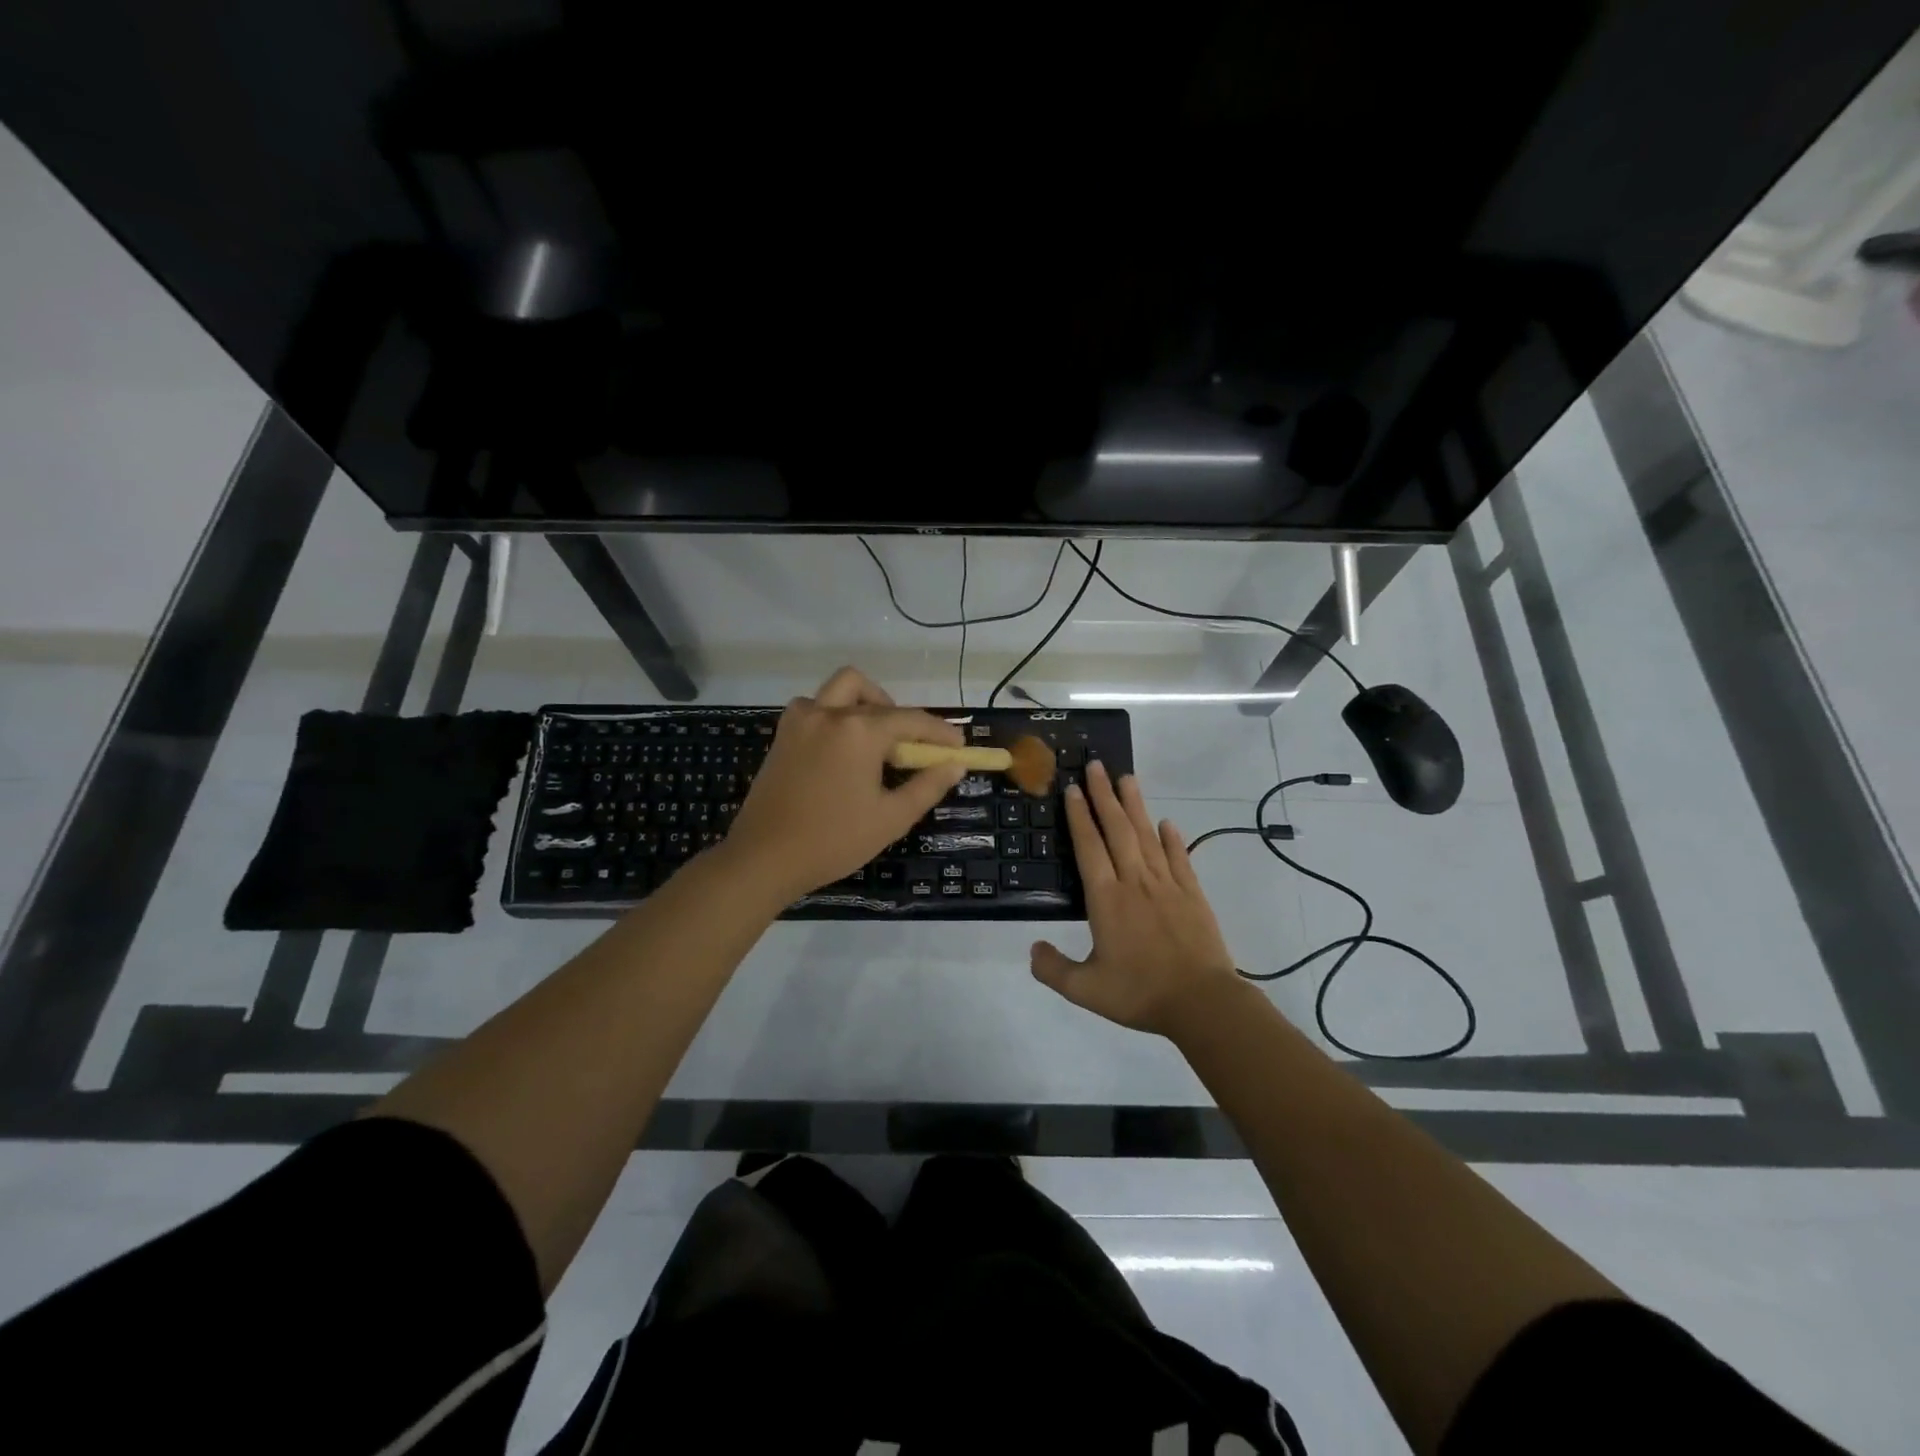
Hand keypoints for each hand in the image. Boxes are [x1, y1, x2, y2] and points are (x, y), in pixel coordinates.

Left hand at [720, 666, 966, 902]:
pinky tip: (839, 750)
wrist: (764, 857)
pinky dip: (833, 715)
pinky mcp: (782, 735)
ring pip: (838, 690)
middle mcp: (829, 713)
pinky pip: (814, 707)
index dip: (939, 732)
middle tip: (906, 746)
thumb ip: (927, 786)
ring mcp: (800, 721)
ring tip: (872, 742)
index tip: (958, 745)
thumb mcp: (891, 817)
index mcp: (859, 730)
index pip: (911, 720)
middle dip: (896, 712)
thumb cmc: (834, 840)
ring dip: (861, 704)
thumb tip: (954, 765)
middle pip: (871, 692)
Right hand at [1031, 759, 1244, 1036]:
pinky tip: (1167, 823)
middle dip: (1103, 795)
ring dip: (1135, 806)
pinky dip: (1172, 839)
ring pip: (1147, 836)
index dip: (1079, 817)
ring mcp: (1167, 885)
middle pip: (1117, 830)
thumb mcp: (1087, 990)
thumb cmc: (1141, 993)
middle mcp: (1135, 882)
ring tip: (1127, 778)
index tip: (1072, 790)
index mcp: (1106, 899)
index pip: (1089, 847)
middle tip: (1096, 766)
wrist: (1202, 1002)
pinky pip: (1179, 858)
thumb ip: (1054, 969)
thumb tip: (1032, 949)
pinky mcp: (1192, 894)